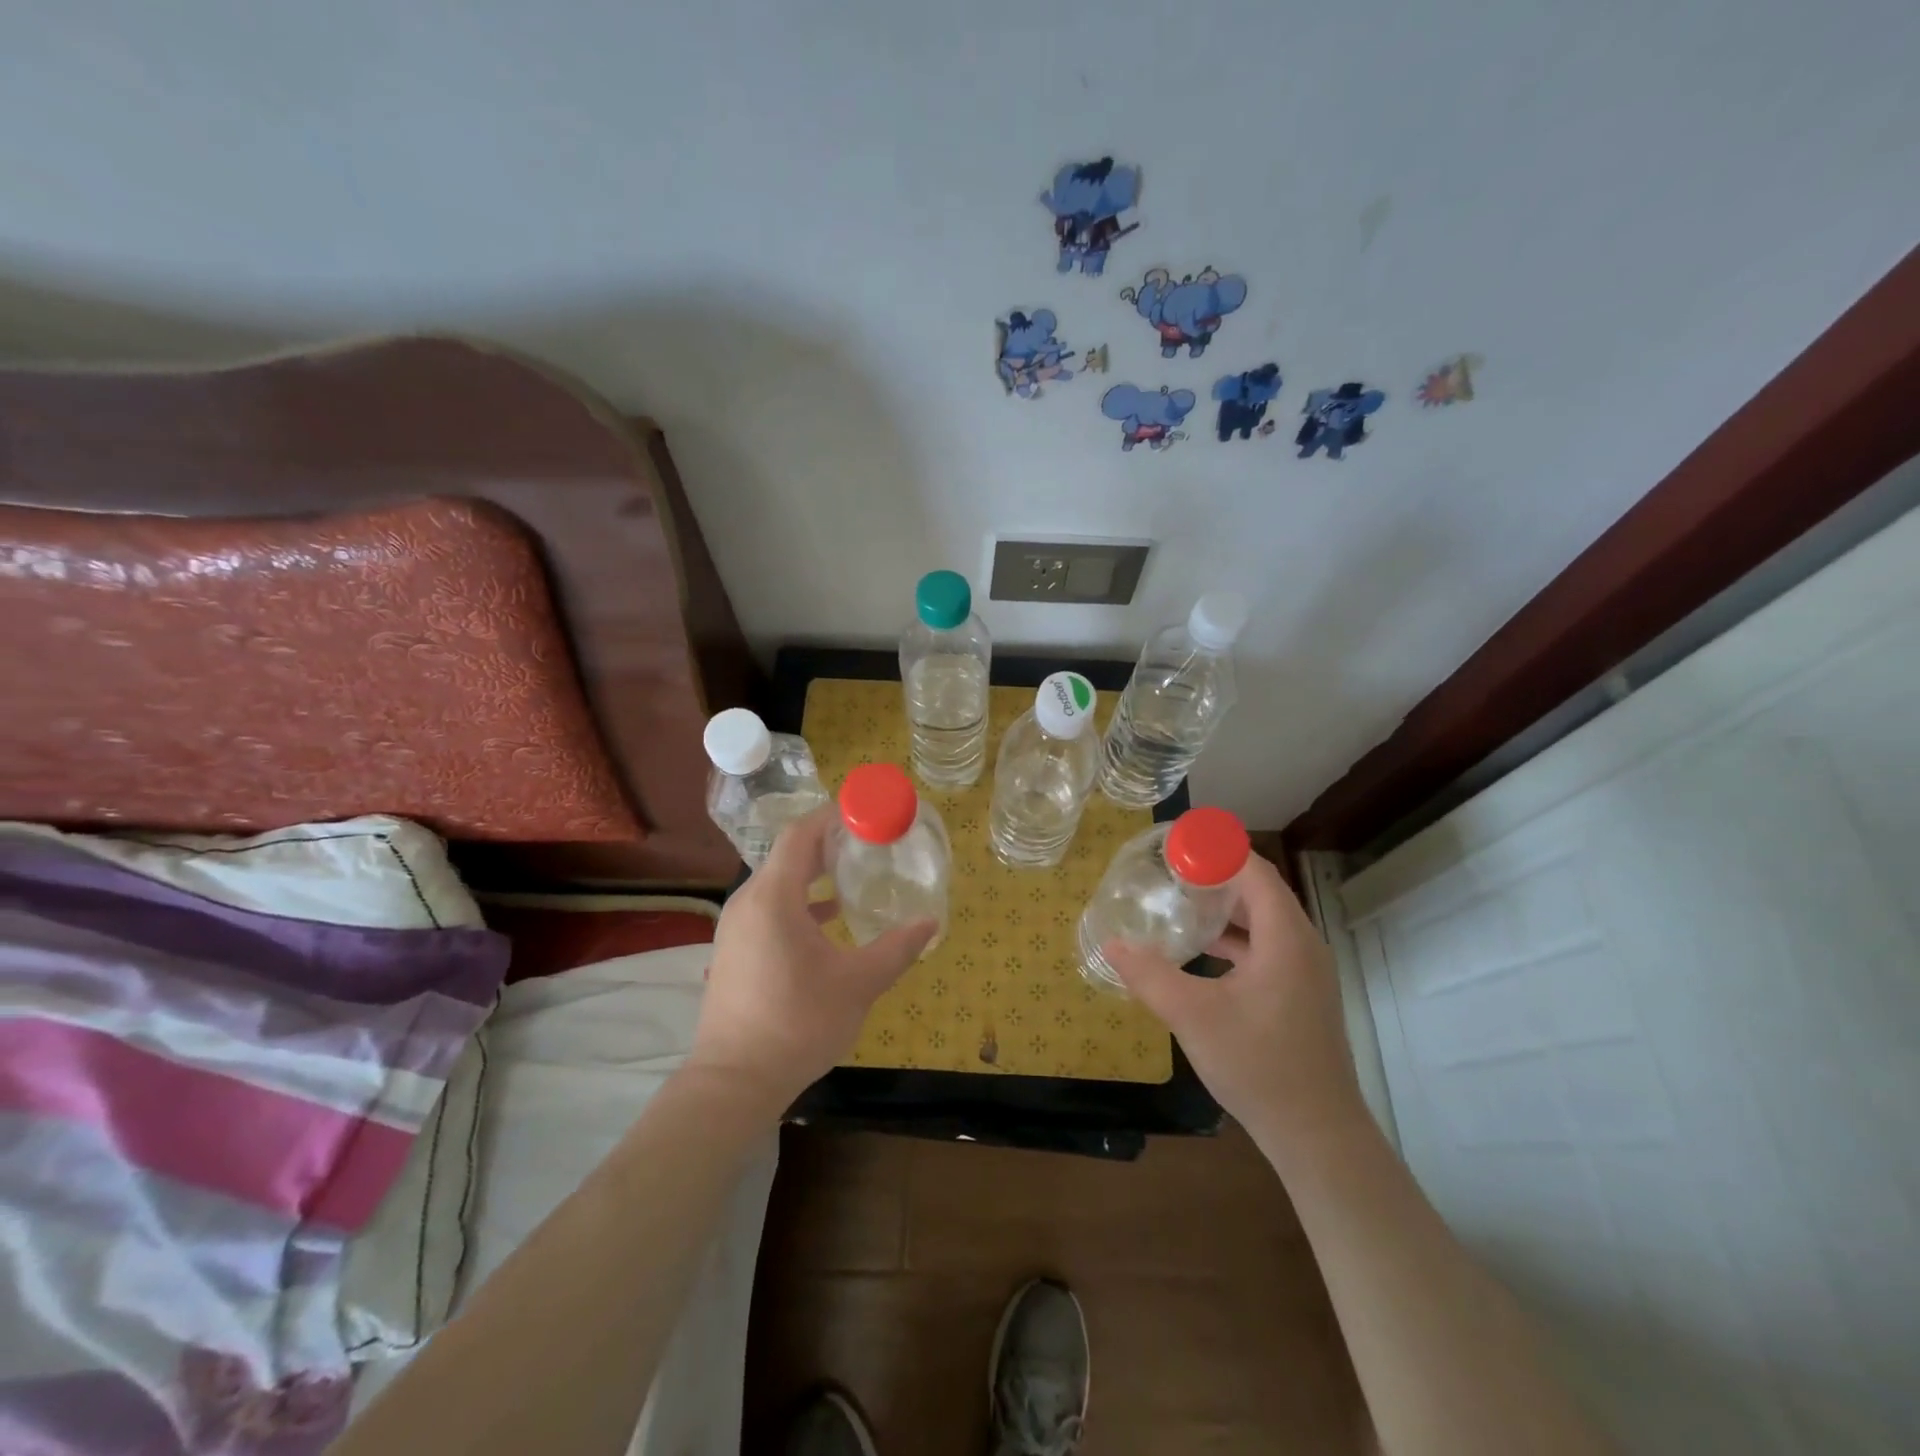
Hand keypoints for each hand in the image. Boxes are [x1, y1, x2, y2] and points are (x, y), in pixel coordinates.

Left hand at [688, 805, 935, 1115]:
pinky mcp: (733, 951)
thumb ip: (897, 949)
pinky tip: (827, 920)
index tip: (864, 811)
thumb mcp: (858, 984)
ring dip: (812, 875)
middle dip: (827, 844)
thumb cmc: (798, 1023)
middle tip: (867, 841)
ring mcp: (735, 928)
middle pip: (788, 856)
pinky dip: (798, 903)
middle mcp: (748, 902)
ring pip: (777, 884)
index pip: (800, 835)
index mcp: (774, 897)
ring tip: (851, 876)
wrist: (734, 1081)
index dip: (831, 816)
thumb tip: (931, 923)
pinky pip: (768, 908)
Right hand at [1105, 854, 1364, 1150]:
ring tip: (1179, 904)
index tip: (1176, 847)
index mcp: (1285, 938)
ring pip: (1262, 921)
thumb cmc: (1259, 1064)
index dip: (1216, 852)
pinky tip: (1200, 951)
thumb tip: (1111, 944)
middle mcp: (1302, 945)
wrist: (1317, 1135)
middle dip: (1215, 877)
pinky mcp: (1300, 995)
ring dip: (1224, 908)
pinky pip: (1266, 947)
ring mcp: (1305, 972)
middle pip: (1259, 891)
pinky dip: (1234, 939)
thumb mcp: (1193, 1016)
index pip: (1254, 871)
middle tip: (1170, 872)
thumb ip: (1150, 975)